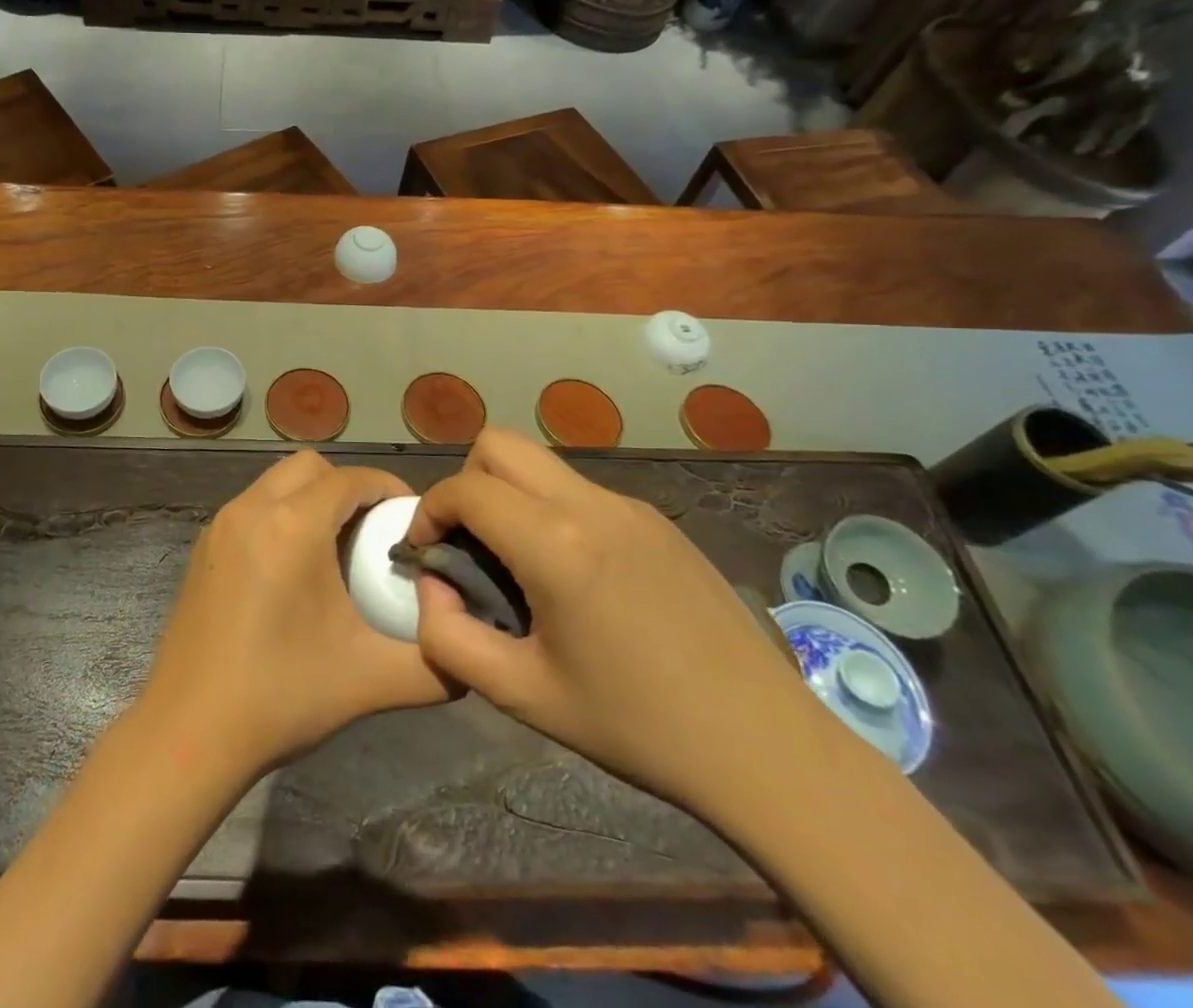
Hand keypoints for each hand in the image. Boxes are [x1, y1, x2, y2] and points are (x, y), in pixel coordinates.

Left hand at [138, 451, 451, 778]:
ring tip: (336, 547)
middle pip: (310, 467)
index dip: (388, 488)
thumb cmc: (281, 696)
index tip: (412, 519)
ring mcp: (220, 526)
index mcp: (292, 526)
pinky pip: (251, 507)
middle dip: (348, 486)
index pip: (351, 478)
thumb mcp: (370, 680)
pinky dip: (280, 515)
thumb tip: (468, 654)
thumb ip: (435, 665)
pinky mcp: (202, 548)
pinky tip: (292, 569)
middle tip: (373, 531)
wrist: (188, 733)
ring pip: (275, 483)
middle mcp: (251, 509)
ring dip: (310, 498)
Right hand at [409, 427, 822, 818]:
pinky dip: (551, 511)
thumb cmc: (636, 725)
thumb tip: (433, 586)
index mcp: (556, 544)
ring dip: (509, 495)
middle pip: (500, 444)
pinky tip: (575, 577)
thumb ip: (449, 637)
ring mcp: (631, 506)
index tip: (426, 553)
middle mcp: (591, 505)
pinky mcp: (658, 520)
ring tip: (519, 564)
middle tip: (469, 544)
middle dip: (466, 483)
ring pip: (541, 464)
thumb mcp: (522, 694)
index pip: (466, 489)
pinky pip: (580, 491)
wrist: (765, 747)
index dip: (429, 511)